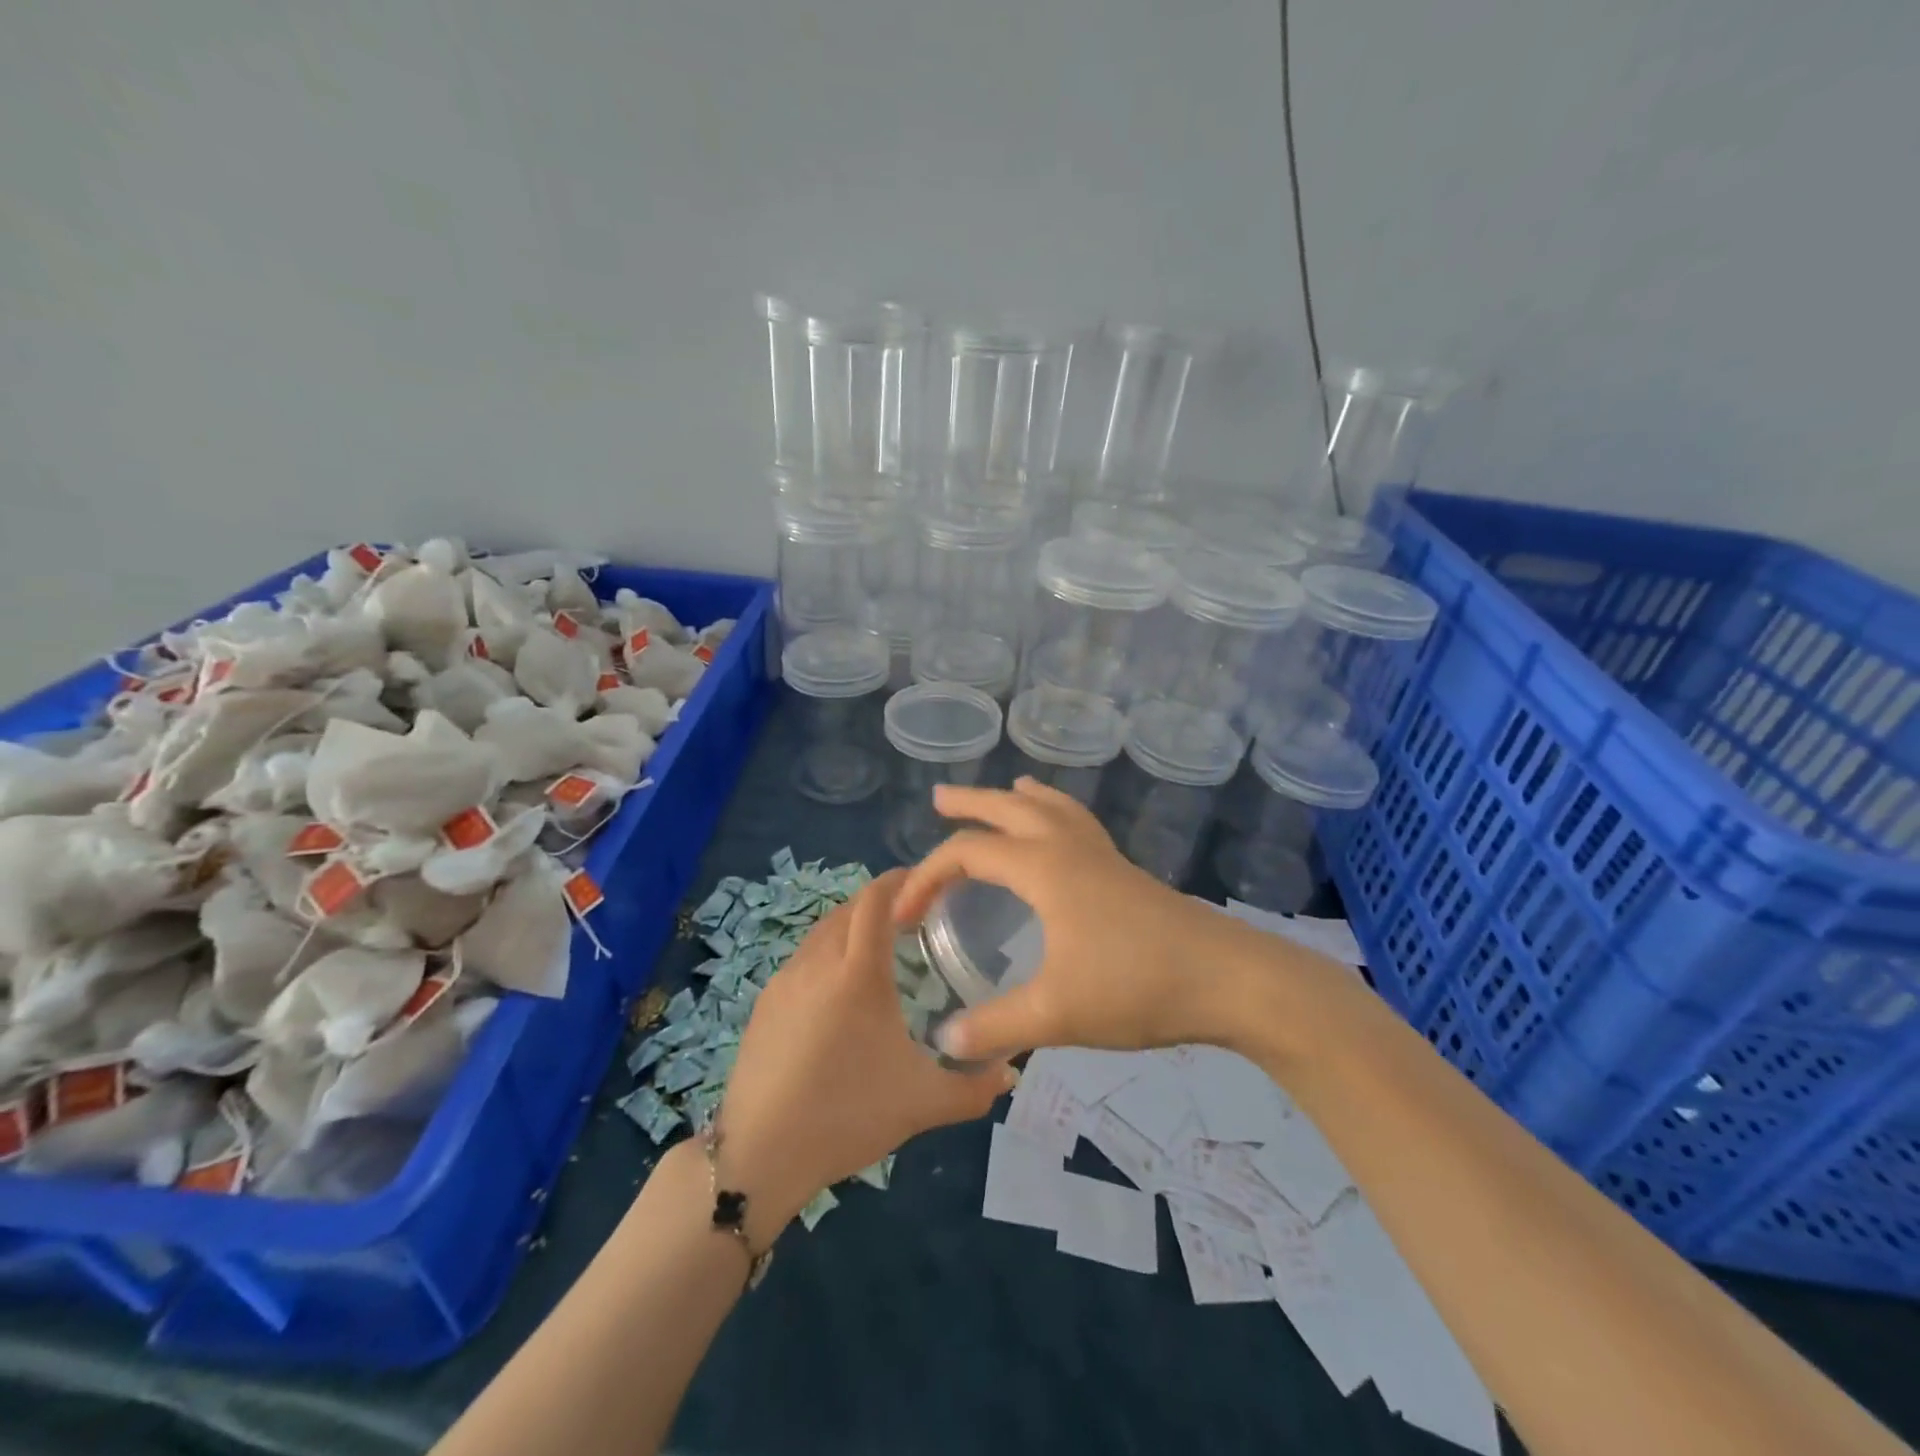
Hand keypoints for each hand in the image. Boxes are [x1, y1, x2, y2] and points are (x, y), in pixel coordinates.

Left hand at [717, 869, 1012, 1244]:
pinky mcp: (764, 1003)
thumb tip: (1010, 1074)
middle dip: (877, 901)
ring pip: (821, 932)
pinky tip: (837, 990)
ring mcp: (784, 981)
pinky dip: (825, 952)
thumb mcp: (922, 1104)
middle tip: (910, 916)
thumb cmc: (847, 1116)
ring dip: (849, 925)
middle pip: (848, 909)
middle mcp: (818, 962)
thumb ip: (974, 1088)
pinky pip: (801, 959)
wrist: (760, 1154)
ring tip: (876, 947)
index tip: (923, 879)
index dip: (898, 879)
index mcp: (858, 972)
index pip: (875, 899)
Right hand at [893, 779, 1269, 1061]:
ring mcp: (1102, 856)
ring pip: (1052, 808)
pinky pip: (1078, 823)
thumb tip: (943, 1041)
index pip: (969, 854)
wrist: (1228, 979)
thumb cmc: (1137, 986)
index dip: (927, 878)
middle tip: (939, 798)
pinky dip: (1057, 813)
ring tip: (1007, 791)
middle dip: (970, 803)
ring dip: (1019, 799)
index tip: (903, 916)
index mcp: (1044, 869)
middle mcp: (1068, 848)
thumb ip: (996, 1026)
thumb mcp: (1057, 1013)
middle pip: (1009, 810)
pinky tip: (1063, 832)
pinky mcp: (1125, 871)